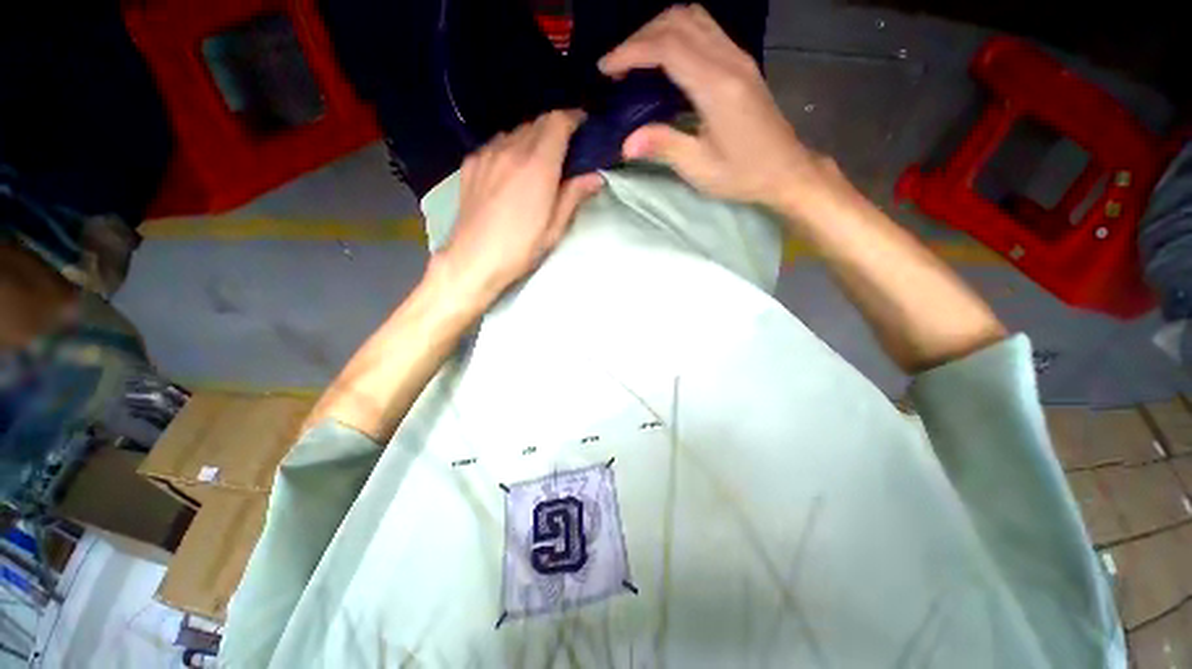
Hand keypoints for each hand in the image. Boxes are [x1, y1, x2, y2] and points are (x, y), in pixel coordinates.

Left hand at [434, 111, 603, 306]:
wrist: (474, 259)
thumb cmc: (521, 248)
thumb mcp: (555, 228)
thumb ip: (574, 196)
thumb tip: (595, 176)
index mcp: (537, 165)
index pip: (557, 122)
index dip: (574, 118)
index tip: (584, 126)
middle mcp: (511, 150)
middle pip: (537, 122)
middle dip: (555, 128)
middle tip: (566, 149)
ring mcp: (487, 154)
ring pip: (516, 131)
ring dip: (532, 137)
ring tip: (539, 159)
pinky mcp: (471, 163)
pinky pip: (496, 143)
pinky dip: (511, 147)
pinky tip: (512, 167)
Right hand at [599, 5, 829, 208]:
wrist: (786, 169)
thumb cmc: (744, 174)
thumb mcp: (700, 168)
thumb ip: (664, 147)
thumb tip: (626, 142)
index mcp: (717, 87)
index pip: (668, 47)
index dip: (631, 51)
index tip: (606, 68)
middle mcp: (729, 60)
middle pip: (679, 21)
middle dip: (640, 36)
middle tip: (618, 66)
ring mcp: (738, 57)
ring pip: (693, 18)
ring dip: (659, 30)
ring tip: (636, 60)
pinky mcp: (741, 62)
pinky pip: (705, 30)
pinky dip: (677, 35)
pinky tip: (664, 61)